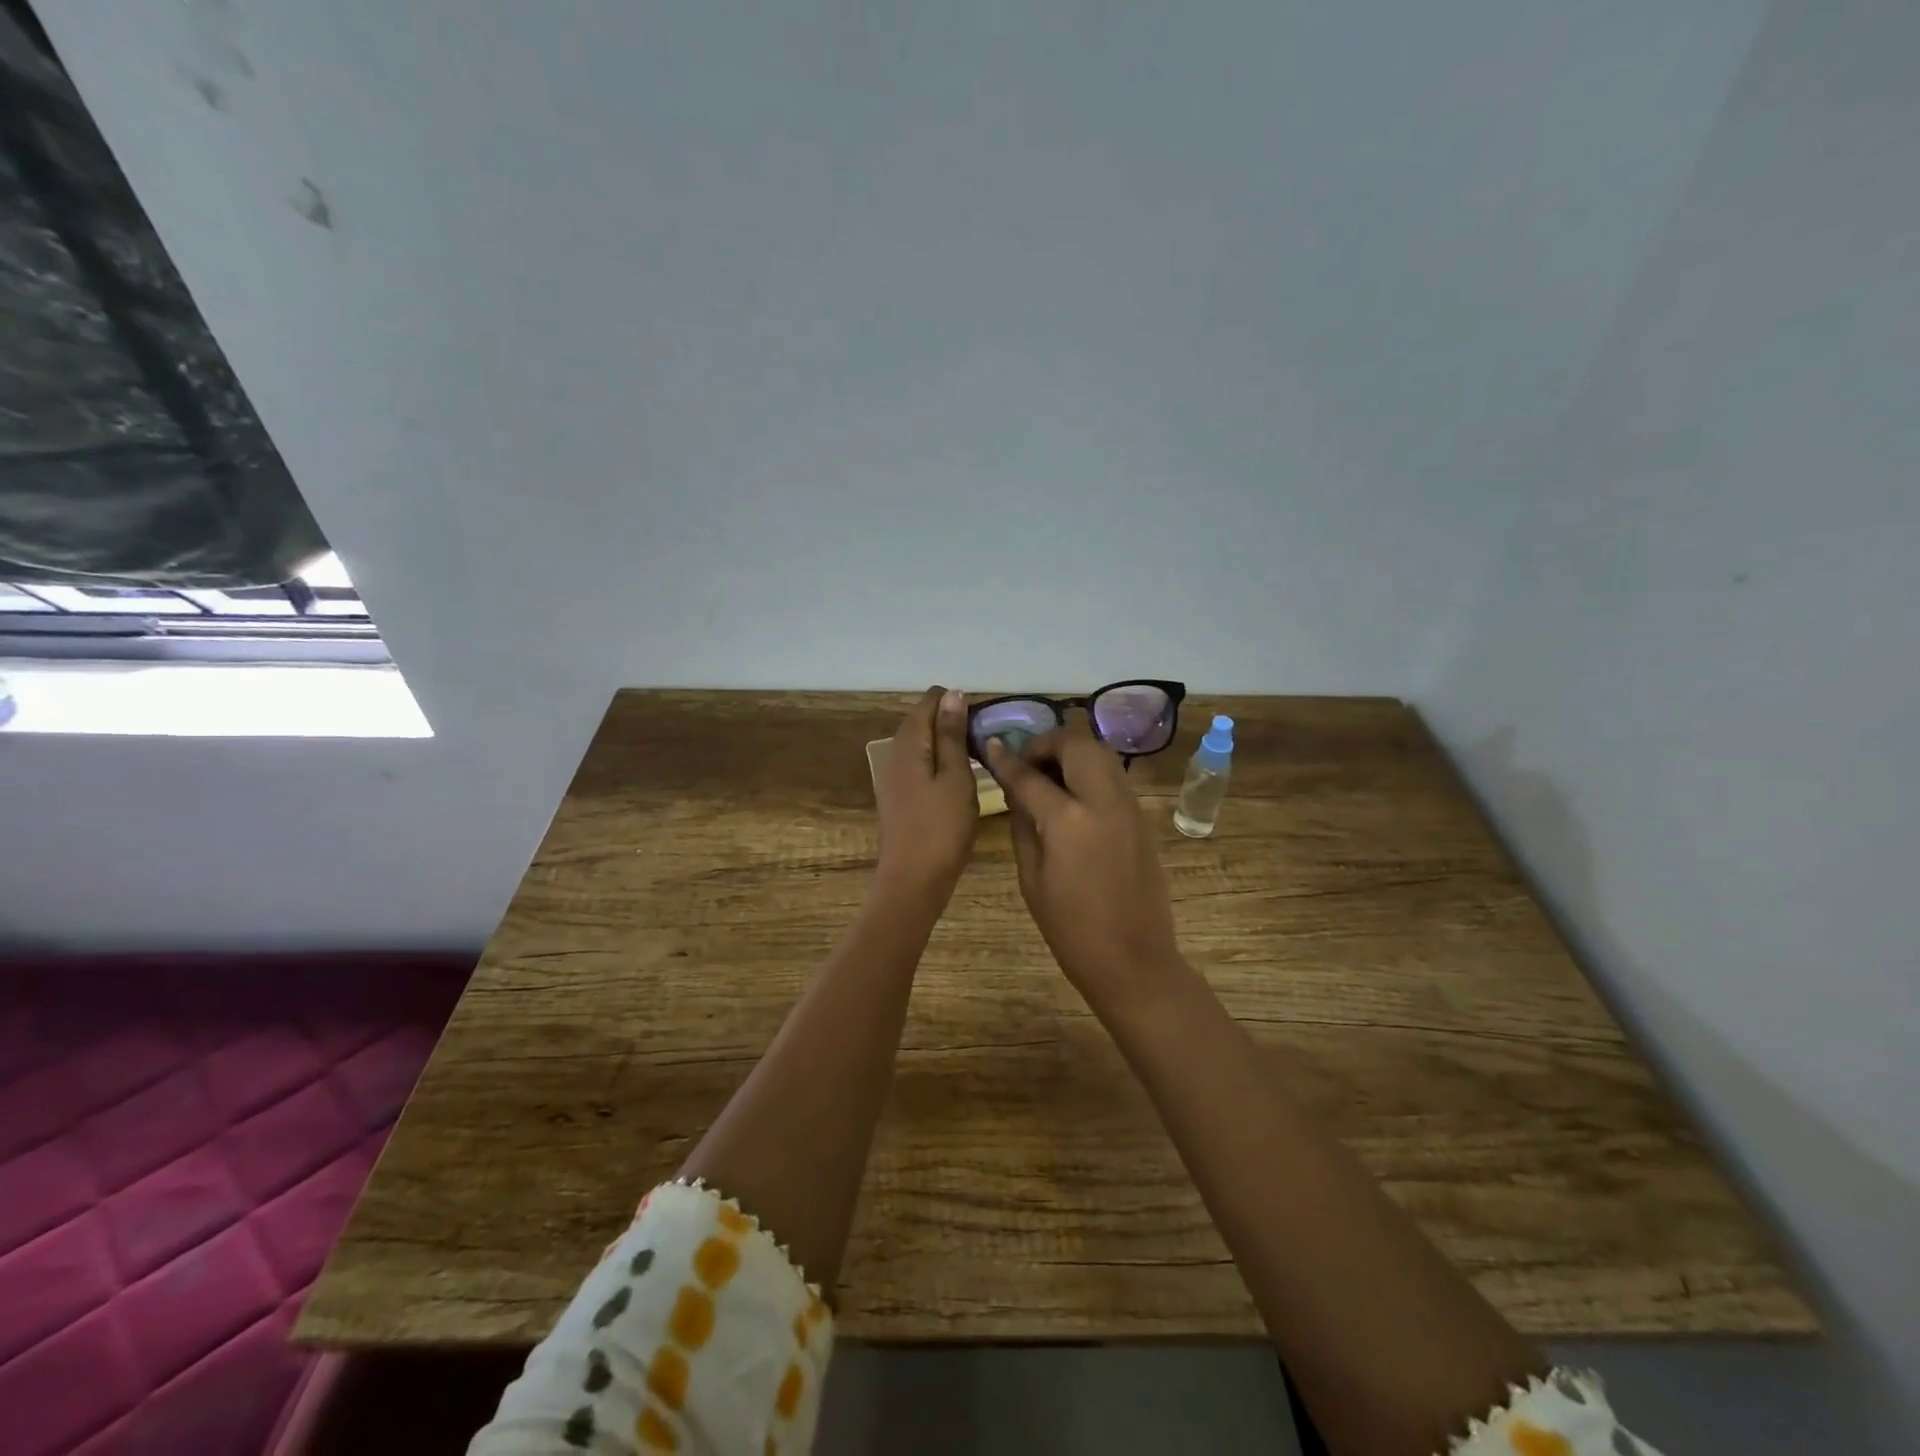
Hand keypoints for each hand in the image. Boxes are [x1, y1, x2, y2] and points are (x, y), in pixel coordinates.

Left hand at [874, 686, 978, 899]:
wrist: (913, 880)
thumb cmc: (941, 827)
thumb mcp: (955, 776)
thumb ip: (952, 734)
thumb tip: (954, 694)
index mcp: (909, 743)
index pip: (930, 701)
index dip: (958, 703)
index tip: (985, 721)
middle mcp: (894, 753)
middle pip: (923, 720)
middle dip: (954, 721)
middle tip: (987, 740)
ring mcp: (894, 775)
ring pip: (923, 743)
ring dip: (948, 743)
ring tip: (979, 756)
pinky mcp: (899, 795)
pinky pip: (920, 764)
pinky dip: (940, 762)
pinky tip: (960, 777)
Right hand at [986, 717, 1186, 1010]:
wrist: (1133, 959)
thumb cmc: (1071, 929)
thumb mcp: (1032, 879)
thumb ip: (1023, 825)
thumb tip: (1016, 790)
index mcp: (1069, 822)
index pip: (1030, 776)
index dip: (1006, 759)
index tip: (990, 745)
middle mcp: (1103, 802)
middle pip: (1077, 744)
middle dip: (1047, 743)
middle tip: (1027, 762)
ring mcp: (1129, 806)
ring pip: (1101, 753)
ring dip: (1072, 752)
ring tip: (1049, 774)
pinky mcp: (1141, 817)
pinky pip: (1113, 776)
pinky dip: (1090, 770)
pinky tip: (1072, 794)